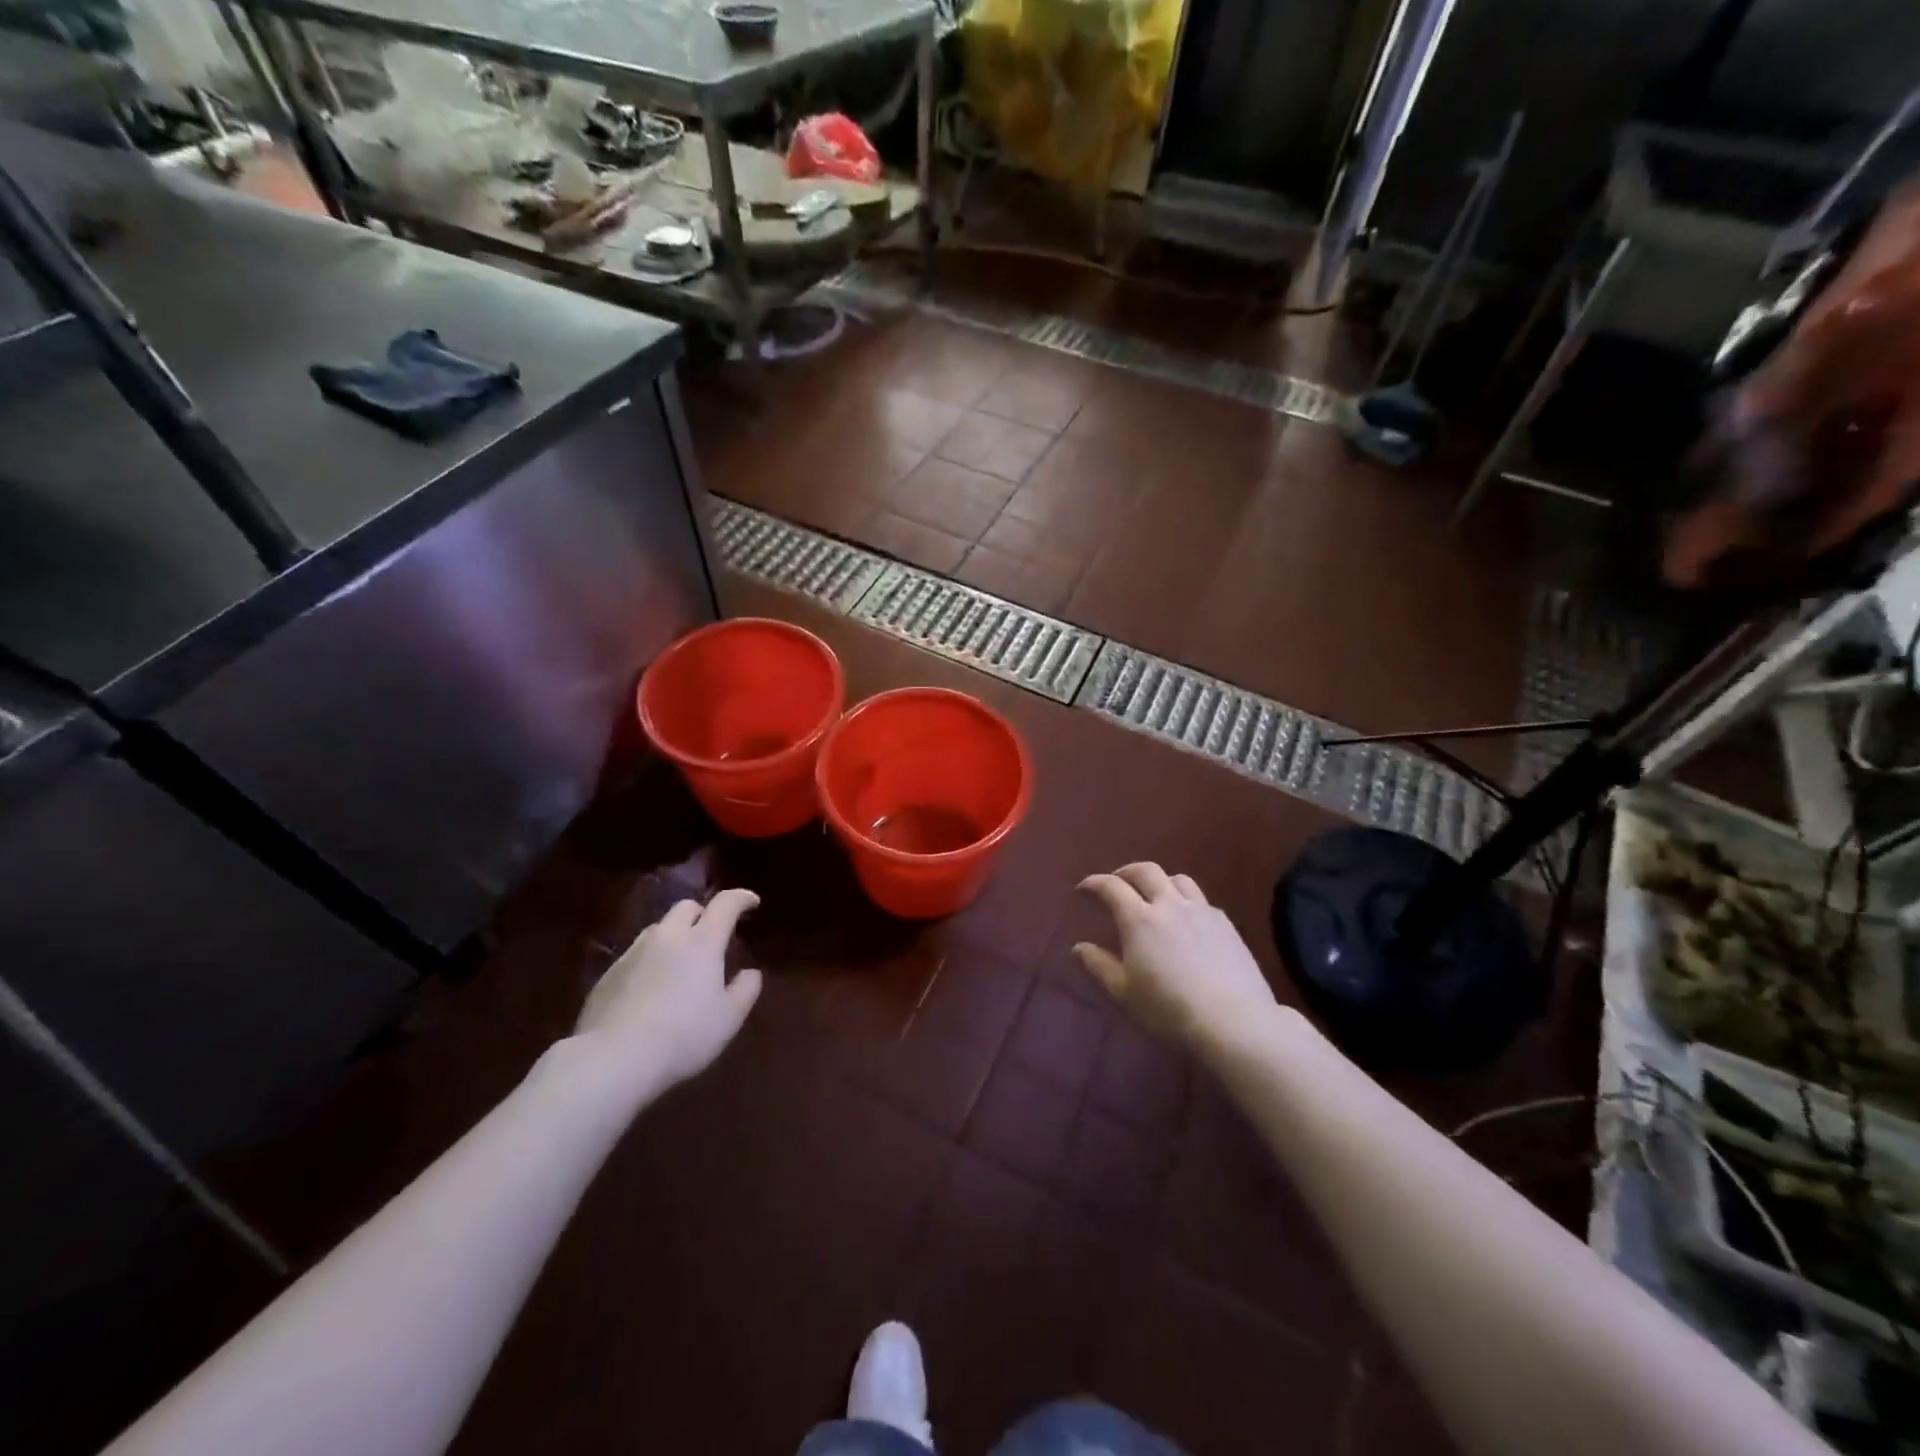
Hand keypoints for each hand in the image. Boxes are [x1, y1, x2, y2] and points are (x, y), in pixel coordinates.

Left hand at [573, 888, 762, 1091]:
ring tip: (680, 962)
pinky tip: (651, 989)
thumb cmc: (683, 1036)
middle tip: (713, 935)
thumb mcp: (728, 1019)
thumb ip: (745, 990)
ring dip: (675, 936)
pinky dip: (650, 960)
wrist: (613, 1059)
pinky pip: (636, 954)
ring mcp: (634, 953)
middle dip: (703, 914)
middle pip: (686, 907)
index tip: (752, 903)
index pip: (725, 904)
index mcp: (702, 942)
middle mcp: (667, 937)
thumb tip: (750, 973)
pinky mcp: (609, 974)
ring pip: (658, 929)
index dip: (741, 898)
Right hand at [1075, 864, 1276, 1051]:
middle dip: (1126, 872)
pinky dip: (1185, 900)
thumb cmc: (1169, 1010)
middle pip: (1146, 871)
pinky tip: (1186, 920)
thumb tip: (1079, 947)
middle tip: (1116, 883)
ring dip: (1159, 881)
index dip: (1094, 883)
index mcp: (1139, 920)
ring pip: (1177, 879)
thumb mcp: (1124, 993)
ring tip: (1154, 896)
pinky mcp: (1226, 924)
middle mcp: (1170, 905)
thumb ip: (1099, 966)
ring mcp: (1202, 911)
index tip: (1083, 889)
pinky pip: (1201, 900)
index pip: (1111, 887)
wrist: (1233, 1022)